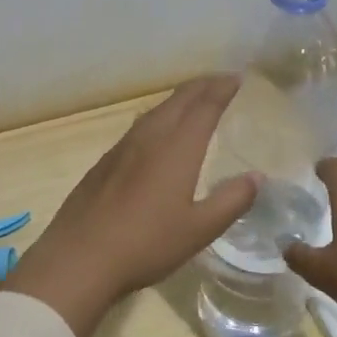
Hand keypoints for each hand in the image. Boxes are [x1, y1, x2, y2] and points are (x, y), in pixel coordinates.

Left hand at [4, 76, 259, 336]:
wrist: (79, 258)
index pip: (204, 106)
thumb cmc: (146, 244)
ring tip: (191, 103)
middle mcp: (148, 138)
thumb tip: (257, 177)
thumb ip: (231, 201)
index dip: (222, 89)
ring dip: (177, 101)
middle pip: (177, 101)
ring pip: (153, 112)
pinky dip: (156, 119)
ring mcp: (120, 150)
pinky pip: (136, 129)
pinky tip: (154, 135)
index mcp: (176, 148)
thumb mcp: (199, 230)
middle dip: (201, 87)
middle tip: (219, 82)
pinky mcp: (103, 165)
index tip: (236, 79)